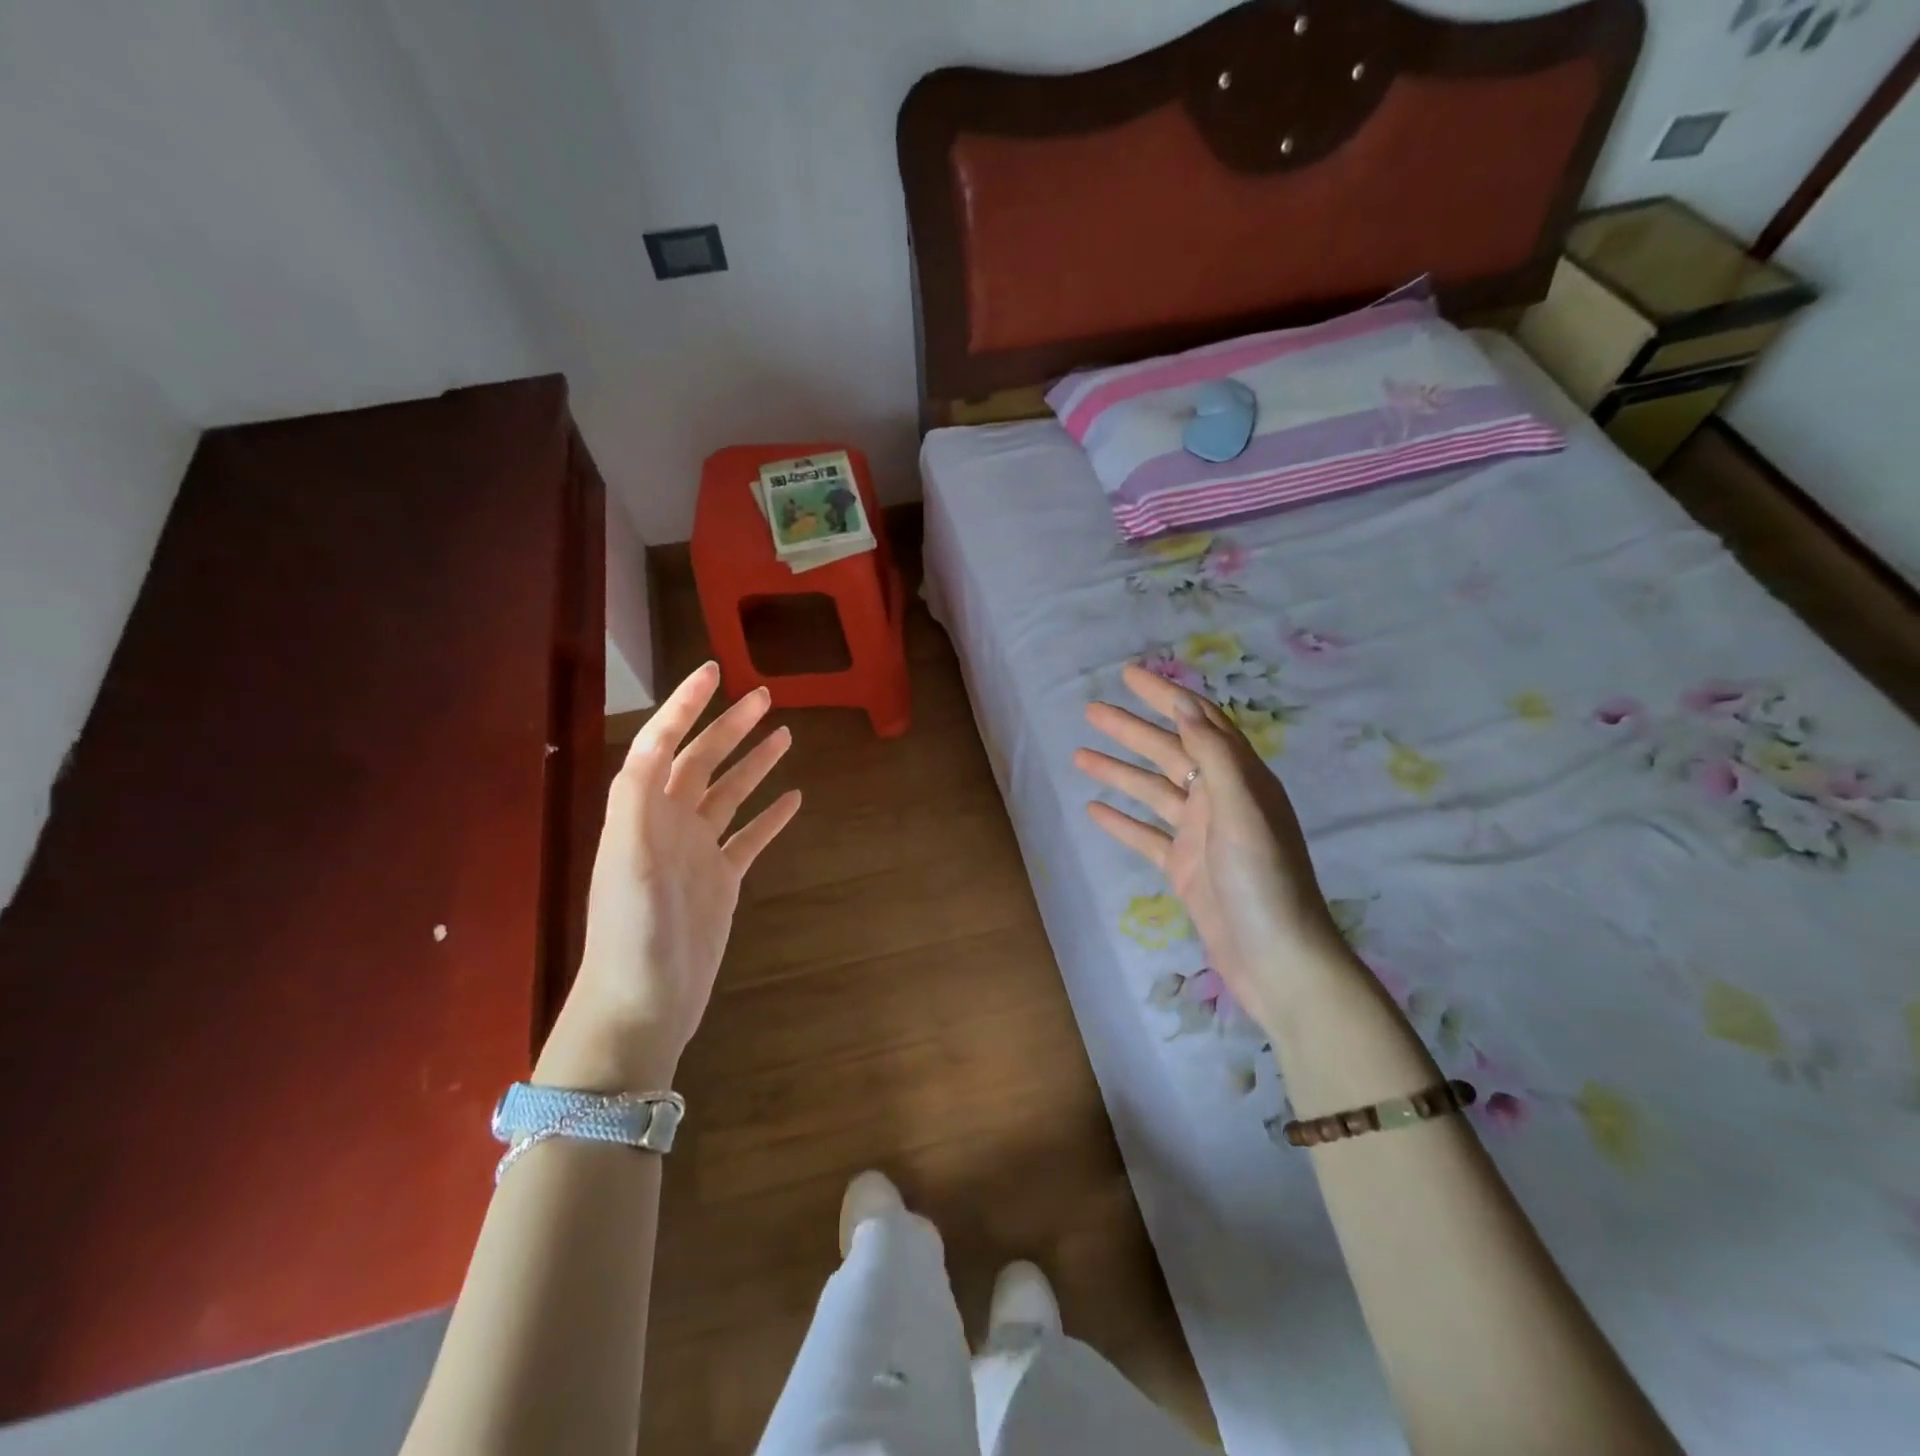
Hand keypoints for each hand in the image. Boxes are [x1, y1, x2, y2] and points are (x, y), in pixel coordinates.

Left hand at [541, 663, 800, 1088]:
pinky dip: (769, 816)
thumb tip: (657, 740)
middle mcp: (668, 823)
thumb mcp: (626, 861)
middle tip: (764, 696)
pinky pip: (749, 837)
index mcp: (642, 811)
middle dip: (729, 726)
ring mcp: (697, 852)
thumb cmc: (632, 932)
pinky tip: (793, 799)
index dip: (685, 704)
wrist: (642, 1004)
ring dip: (753, 763)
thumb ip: (636, 799)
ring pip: (729, 794)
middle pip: (702, 761)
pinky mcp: (720, 881)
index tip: (714, 670)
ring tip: (784, 734)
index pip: (663, 743)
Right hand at [1074, 665, 1354, 1033]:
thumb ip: (1216, 757)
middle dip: (1131, 729)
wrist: (1277, 960)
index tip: (1129, 675)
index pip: (1200, 723)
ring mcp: (1200, 835)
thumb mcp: (1243, 812)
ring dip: (1119, 771)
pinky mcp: (1184, 868)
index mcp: (1241, 780)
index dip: (1166, 696)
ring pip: (1153, 791)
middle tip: (1090, 710)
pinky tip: (1092, 809)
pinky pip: (1146, 835)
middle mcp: (1220, 800)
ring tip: (1078, 755)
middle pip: (1169, 752)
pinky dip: (1121, 821)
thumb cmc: (1264, 881)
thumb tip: (1187, 707)